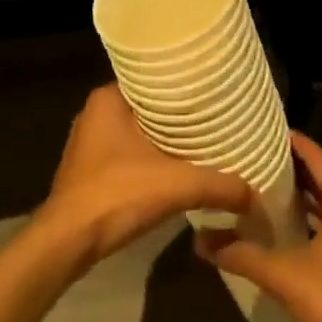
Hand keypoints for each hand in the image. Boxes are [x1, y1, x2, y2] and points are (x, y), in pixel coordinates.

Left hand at [40, 84, 253, 269]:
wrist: (67, 242)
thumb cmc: (115, 194)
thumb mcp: (174, 185)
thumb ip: (216, 185)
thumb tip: (254, 194)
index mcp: (108, 98)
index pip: (150, 78)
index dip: (180, 85)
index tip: (209, 89)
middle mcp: (96, 113)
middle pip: (146, 106)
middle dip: (175, 114)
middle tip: (212, 116)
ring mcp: (89, 143)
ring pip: (136, 131)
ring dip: (162, 139)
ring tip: (200, 140)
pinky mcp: (89, 170)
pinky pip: (127, 153)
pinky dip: (149, 158)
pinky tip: (174, 169)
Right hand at [195, 132, 321, 321]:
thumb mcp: (285, 275)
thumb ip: (243, 254)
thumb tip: (200, 239)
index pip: (315, 155)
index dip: (289, 139)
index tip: (258, 126)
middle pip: (318, 176)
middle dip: (286, 165)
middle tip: (249, 152)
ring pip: (321, 202)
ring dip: (294, 193)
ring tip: (256, 183)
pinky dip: (302, 219)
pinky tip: (275, 227)